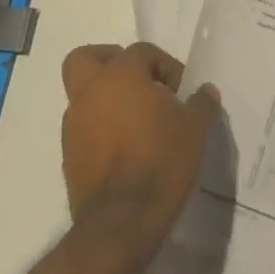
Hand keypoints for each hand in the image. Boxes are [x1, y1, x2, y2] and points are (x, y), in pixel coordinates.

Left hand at [60, 42, 219, 254]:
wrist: (122, 222)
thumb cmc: (161, 161)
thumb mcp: (195, 129)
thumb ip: (201, 103)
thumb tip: (206, 91)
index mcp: (121, 75)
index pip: (141, 51)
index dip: (164, 65)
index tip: (179, 91)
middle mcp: (91, 92)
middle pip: (87, 58)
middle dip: (109, 62)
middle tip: (136, 81)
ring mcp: (74, 125)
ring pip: (83, 95)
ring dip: (104, 99)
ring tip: (134, 121)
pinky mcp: (68, 156)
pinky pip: (83, 128)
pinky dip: (99, 129)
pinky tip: (123, 148)